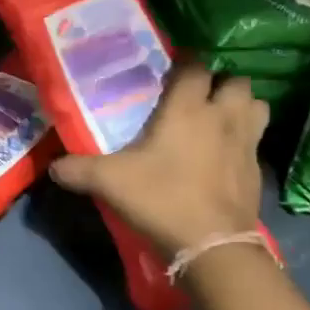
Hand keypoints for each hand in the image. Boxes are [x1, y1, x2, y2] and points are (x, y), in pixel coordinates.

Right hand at [49, 66, 267, 255]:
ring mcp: (246, 143)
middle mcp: (222, 117)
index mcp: (187, 109)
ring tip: (218, 120)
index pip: (195, 67)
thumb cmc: (160, 199)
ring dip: (240, 107)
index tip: (169, 73)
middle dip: (219, 83)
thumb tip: (53, 167)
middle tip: (196, 98)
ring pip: (256, 106)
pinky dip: (243, 141)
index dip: (184, 64)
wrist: (212, 244)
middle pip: (235, 81)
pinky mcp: (257, 170)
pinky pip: (255, 141)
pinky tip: (224, 157)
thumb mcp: (108, 183)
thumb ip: (77, 170)